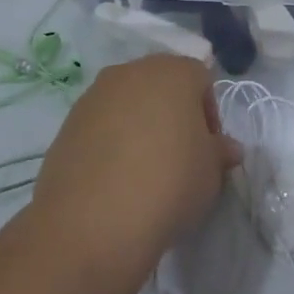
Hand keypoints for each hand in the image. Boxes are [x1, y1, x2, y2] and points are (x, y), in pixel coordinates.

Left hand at [31, 56, 241, 284]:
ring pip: (128, 103)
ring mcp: (94, 95)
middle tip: (179, 157)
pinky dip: (110, 143)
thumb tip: (225, 148)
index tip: (207, 150)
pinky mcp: (67, 124)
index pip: (202, 79)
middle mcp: (132, 72)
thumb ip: (220, 152)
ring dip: (139, 126)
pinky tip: (114, 180)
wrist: (92, 222)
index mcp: (173, 72)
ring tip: (143, 171)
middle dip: (173, 115)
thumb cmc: (169, 183)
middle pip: (162, 85)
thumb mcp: (211, 173)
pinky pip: (100, 126)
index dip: (209, 114)